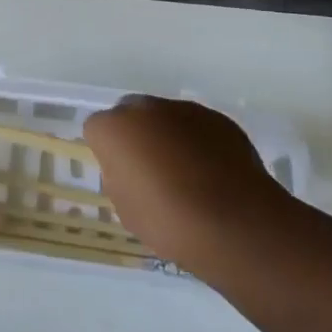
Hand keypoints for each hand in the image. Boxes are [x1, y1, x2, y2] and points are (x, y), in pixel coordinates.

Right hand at [84, 96, 282, 265]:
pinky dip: (199, 143)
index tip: (122, 177)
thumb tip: (131, 169)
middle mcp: (146, 107)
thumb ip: (120, 178)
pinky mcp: (218, 118)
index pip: (97, 129)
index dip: (107, 153)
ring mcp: (184, 109)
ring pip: (166, 118)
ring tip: (188, 176)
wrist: (234, 223)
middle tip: (151, 171)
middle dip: (137, 135)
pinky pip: (197, 127)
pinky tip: (213, 174)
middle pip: (131, 113)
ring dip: (169, 137)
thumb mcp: (126, 210)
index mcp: (115, 128)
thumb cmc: (169, 223)